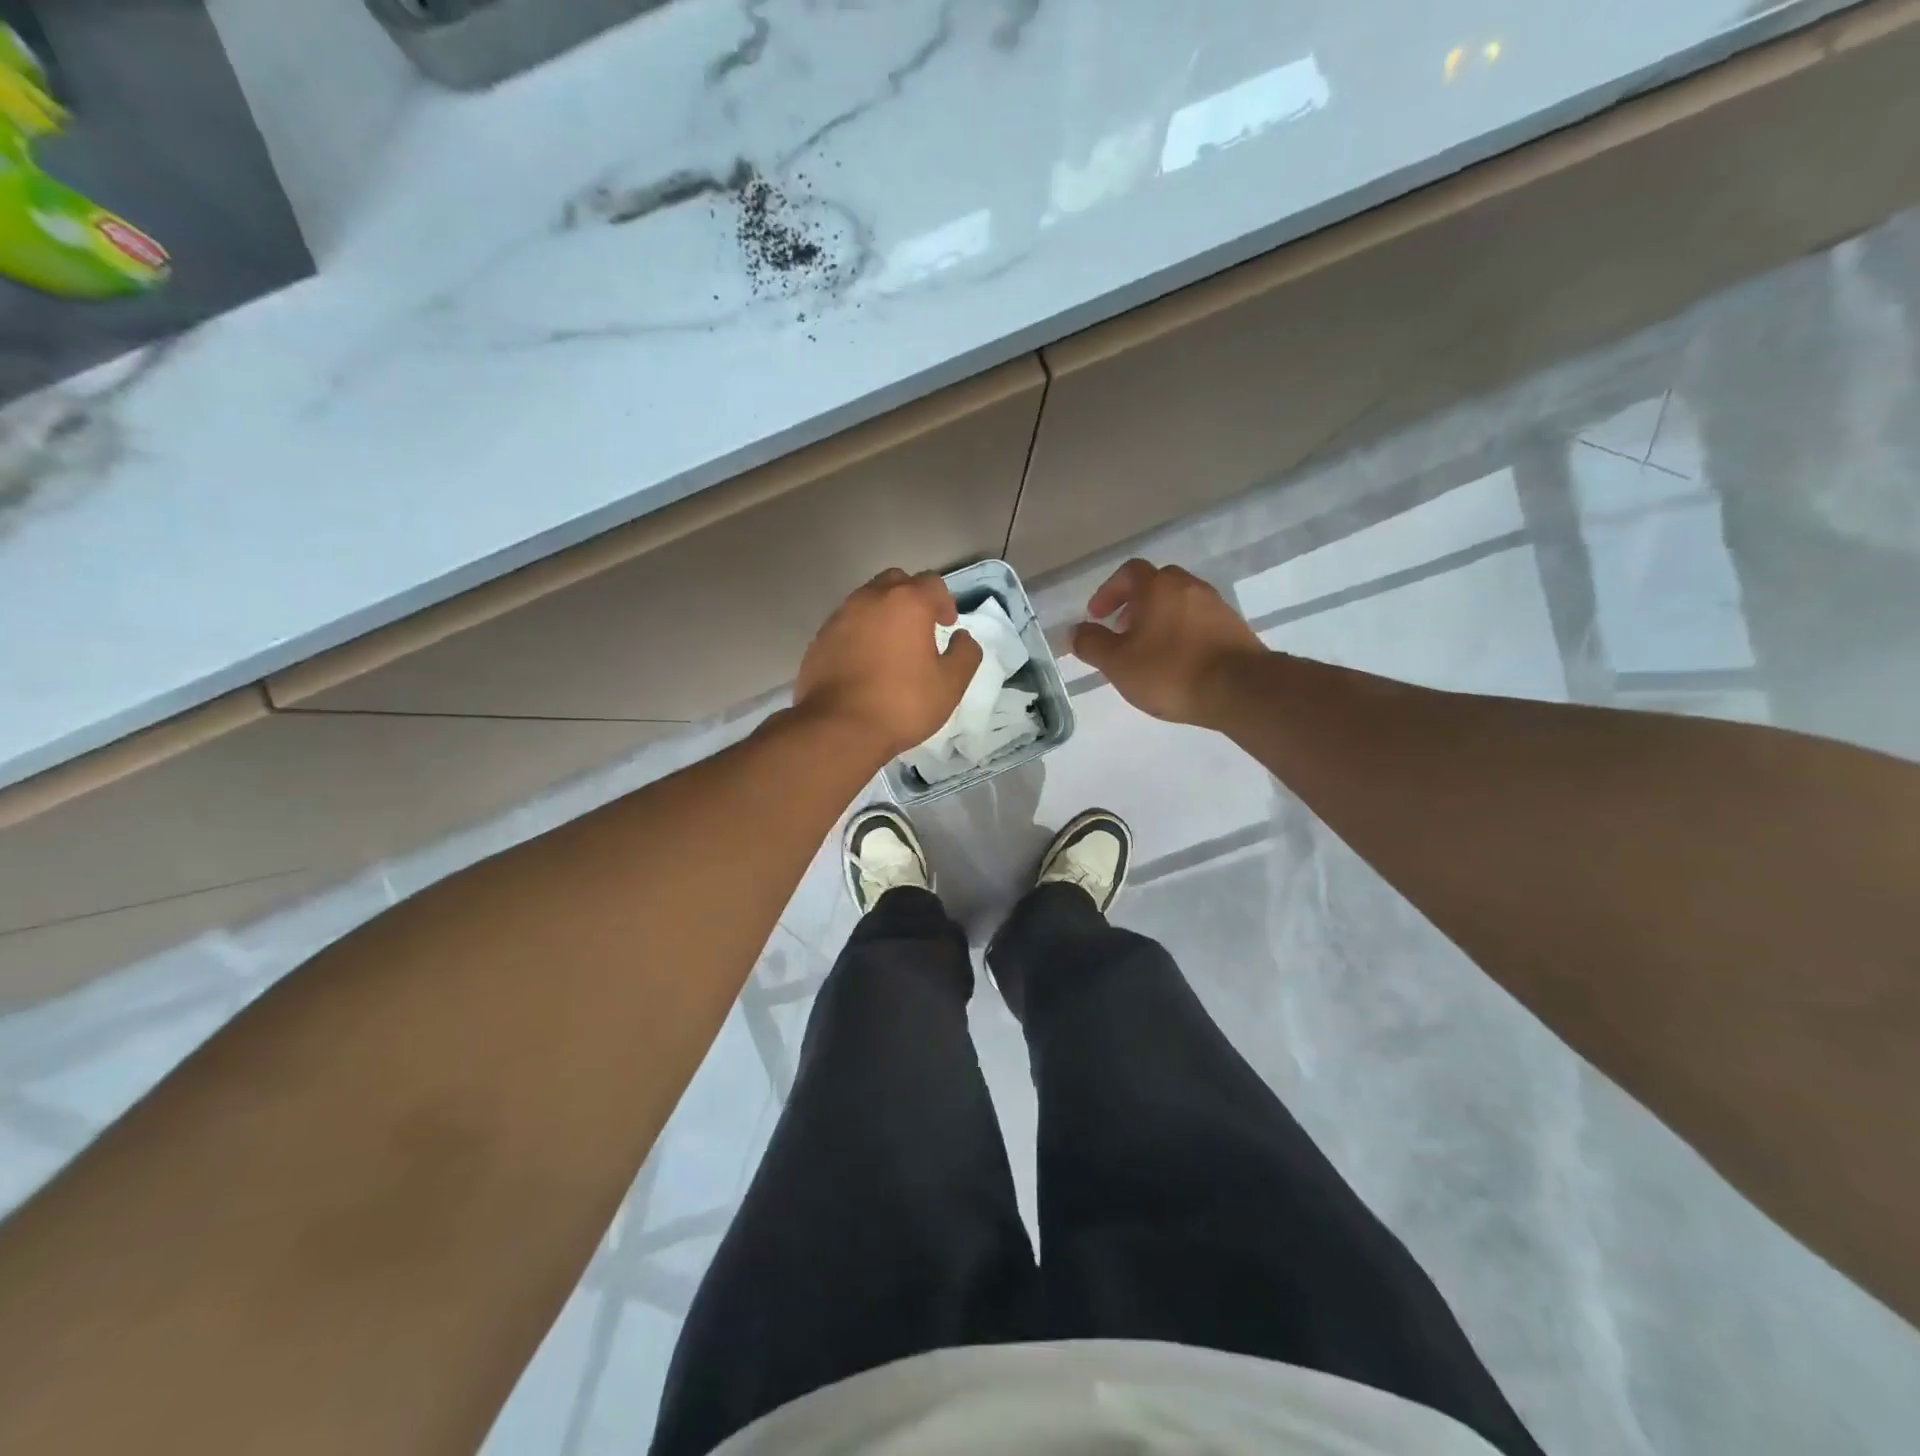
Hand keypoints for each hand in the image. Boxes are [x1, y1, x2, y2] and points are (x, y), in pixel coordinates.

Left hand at [794, 568, 983, 759]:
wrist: (838, 728)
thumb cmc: (902, 703)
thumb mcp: (950, 684)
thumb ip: (965, 654)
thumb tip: (962, 637)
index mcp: (907, 602)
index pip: (933, 583)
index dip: (945, 602)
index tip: (947, 626)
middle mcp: (871, 598)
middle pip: (897, 582)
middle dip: (912, 598)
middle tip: (921, 628)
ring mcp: (840, 616)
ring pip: (867, 601)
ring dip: (884, 614)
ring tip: (892, 647)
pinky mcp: (819, 638)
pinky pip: (847, 624)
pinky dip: (860, 633)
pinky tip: (865, 663)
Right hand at [1071, 559, 1265, 726]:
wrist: (1240, 690)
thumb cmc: (1170, 671)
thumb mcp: (1118, 663)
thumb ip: (1092, 644)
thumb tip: (1076, 631)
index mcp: (1158, 587)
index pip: (1128, 572)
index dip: (1108, 592)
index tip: (1098, 616)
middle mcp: (1189, 586)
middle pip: (1156, 584)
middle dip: (1135, 604)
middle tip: (1123, 631)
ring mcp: (1216, 605)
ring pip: (1180, 602)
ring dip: (1159, 619)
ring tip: (1149, 651)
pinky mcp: (1234, 628)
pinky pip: (1199, 621)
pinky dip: (1182, 633)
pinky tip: (1177, 662)